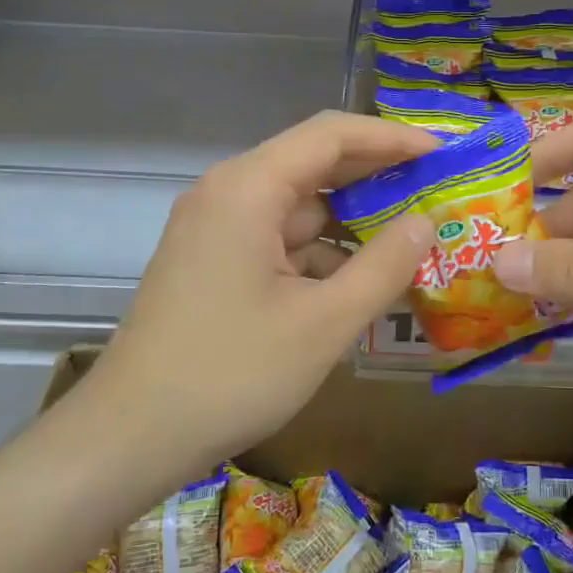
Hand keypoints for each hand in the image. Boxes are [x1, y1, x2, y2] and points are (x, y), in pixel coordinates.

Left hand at [87, 112, 437, 464]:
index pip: (331, 135)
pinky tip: (361, 277)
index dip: (392, 138)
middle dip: (377, 175)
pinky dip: (322, 250)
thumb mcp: (324, 323)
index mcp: (248, 188)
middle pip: (314, 163)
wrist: (130, 437)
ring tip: (411, 235)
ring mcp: (217, 228)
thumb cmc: (231, 374)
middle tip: (436, 190)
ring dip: (352, 219)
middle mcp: (228, 193)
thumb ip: (384, 266)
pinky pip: (279, 238)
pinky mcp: (214, 261)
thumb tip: (426, 222)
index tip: (443, 153)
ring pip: (299, 205)